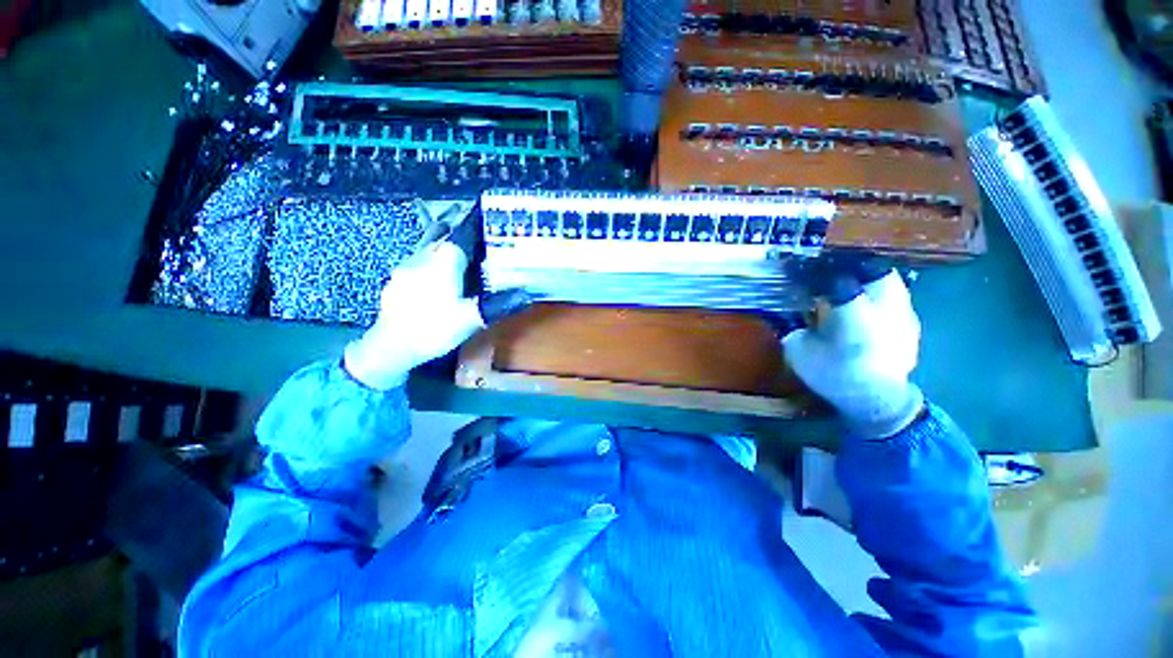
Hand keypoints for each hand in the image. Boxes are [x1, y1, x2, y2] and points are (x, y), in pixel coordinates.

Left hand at [344, 242, 484, 390]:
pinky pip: (416, 262)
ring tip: (455, 258)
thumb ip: (497, 304)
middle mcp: (422, 257)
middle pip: (440, 238)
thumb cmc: (434, 328)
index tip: (484, 234)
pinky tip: (433, 279)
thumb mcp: (471, 318)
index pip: (459, 237)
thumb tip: (526, 295)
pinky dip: (428, 264)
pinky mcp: (396, 281)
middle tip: (473, 245)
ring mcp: (405, 268)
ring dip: (440, 248)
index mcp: (442, 262)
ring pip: (426, 248)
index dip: (472, 235)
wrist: (391, 346)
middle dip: (456, 238)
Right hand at [783, 270, 924, 438]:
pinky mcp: (912, 322)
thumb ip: (795, 326)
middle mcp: (885, 311)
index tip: (801, 268)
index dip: (816, 271)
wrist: (877, 402)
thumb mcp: (799, 353)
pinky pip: (895, 295)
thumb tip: (791, 308)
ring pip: (888, 279)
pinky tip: (866, 305)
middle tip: (829, 272)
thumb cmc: (834, 377)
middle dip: (849, 266)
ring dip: (866, 277)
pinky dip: (878, 293)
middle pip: (872, 270)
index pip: (836, 280)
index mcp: (854, 320)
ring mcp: (904, 315)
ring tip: (848, 284)